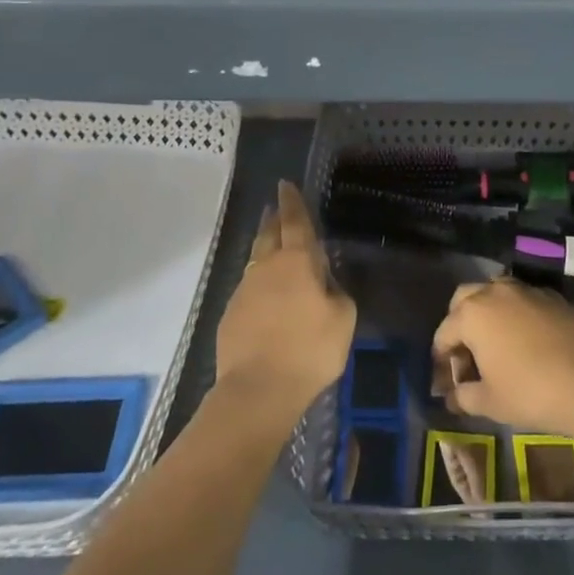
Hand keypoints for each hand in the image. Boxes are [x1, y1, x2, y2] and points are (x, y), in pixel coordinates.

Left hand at [213, 181, 355, 421]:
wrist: (258, 390)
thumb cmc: (309, 351)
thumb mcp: (342, 320)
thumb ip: (338, 293)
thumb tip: (327, 283)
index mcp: (296, 262)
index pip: (295, 221)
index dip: (292, 202)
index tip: (286, 184)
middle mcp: (266, 267)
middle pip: (268, 234)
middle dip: (274, 219)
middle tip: (277, 209)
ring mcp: (244, 290)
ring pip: (256, 261)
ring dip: (266, 251)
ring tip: (275, 252)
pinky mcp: (230, 315)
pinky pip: (249, 290)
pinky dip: (260, 285)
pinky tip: (268, 300)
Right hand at [431, 279, 573, 435]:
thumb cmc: (530, 393)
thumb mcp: (490, 402)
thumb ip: (464, 396)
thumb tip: (452, 397)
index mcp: (472, 314)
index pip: (444, 332)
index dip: (441, 358)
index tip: (445, 381)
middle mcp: (496, 292)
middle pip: (465, 298)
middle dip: (460, 322)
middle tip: (466, 352)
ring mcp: (528, 291)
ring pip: (497, 291)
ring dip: (490, 311)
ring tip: (496, 342)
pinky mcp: (555, 298)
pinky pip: (526, 300)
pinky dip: (518, 314)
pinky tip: (528, 340)